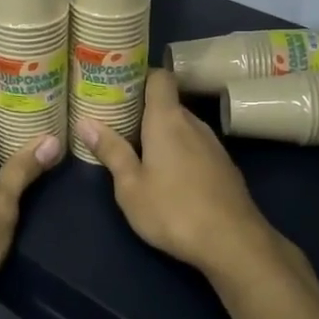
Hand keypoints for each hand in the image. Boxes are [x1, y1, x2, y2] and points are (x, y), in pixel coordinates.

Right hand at [77, 69, 290, 282]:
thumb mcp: (130, 186)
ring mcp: (213, 144)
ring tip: (139, 151)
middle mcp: (193, 123)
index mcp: (167, 119)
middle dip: (144, 111)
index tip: (118, 88)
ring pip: (182, 127)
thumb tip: (85, 122)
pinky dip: (180, 151)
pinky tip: (170, 177)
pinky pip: (196, 146)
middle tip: (117, 124)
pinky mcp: (224, 166)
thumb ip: (111, 151)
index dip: (140, 76)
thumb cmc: (173, 210)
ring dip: (163, 134)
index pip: (159, 77)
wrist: (233, 242)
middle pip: (168, 104)